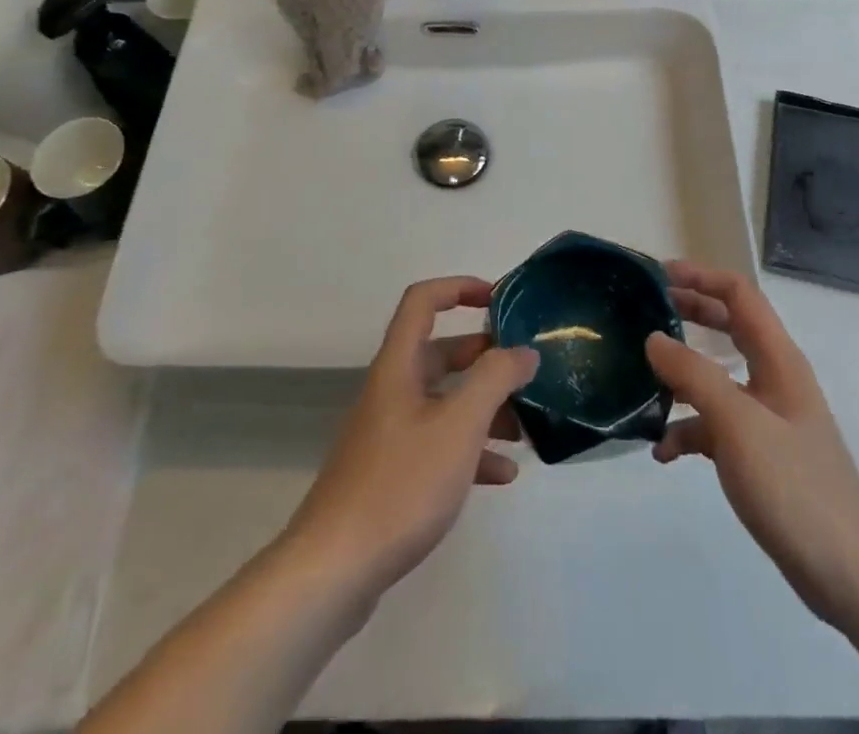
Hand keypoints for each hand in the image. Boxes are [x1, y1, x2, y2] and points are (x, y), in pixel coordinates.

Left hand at [285, 276, 538, 597]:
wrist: (333, 571)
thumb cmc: (400, 485)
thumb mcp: (459, 426)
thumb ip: (495, 380)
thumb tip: (522, 350)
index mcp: (399, 365)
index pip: (423, 301)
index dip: (459, 288)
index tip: (499, 300)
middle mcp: (391, 390)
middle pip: (440, 353)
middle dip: (484, 357)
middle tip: (525, 370)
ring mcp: (388, 433)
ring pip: (443, 402)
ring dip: (483, 408)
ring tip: (524, 429)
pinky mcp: (390, 473)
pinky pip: (437, 444)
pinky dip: (469, 449)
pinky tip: (502, 475)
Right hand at [645, 262, 858, 625]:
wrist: (850, 575)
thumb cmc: (795, 487)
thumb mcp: (737, 424)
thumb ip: (694, 375)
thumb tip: (654, 338)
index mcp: (778, 358)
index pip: (739, 294)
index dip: (700, 276)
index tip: (657, 276)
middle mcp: (774, 378)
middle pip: (729, 326)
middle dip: (688, 313)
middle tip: (645, 310)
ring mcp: (768, 417)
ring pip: (718, 376)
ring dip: (682, 373)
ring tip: (642, 374)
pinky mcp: (761, 454)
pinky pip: (716, 425)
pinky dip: (689, 429)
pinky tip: (662, 451)